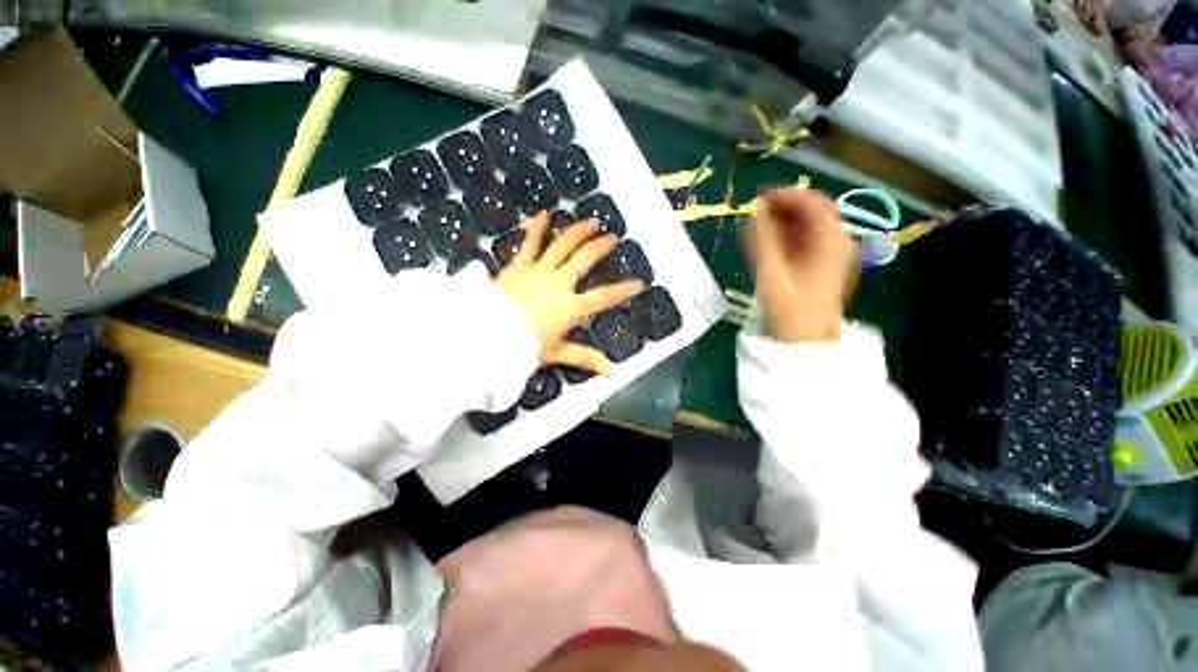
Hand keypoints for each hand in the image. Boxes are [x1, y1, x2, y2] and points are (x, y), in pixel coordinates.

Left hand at [496, 213, 643, 373]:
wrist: (490, 333)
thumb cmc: (524, 345)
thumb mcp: (557, 353)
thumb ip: (584, 358)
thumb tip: (610, 372)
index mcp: (570, 306)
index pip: (603, 297)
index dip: (623, 290)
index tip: (639, 283)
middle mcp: (559, 283)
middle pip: (584, 260)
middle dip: (600, 247)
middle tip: (612, 237)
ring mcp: (539, 271)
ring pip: (562, 246)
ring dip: (578, 232)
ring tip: (591, 221)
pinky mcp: (519, 266)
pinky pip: (529, 244)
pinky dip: (536, 228)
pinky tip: (543, 213)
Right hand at [746, 189, 856, 342]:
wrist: (807, 340)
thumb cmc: (789, 307)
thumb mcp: (771, 271)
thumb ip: (762, 238)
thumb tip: (754, 210)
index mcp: (829, 239)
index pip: (812, 202)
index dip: (785, 195)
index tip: (758, 197)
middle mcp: (836, 241)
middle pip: (812, 212)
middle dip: (783, 207)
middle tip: (755, 211)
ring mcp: (832, 254)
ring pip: (809, 226)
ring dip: (784, 222)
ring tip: (757, 226)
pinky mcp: (824, 266)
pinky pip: (807, 241)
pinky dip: (788, 236)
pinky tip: (769, 243)